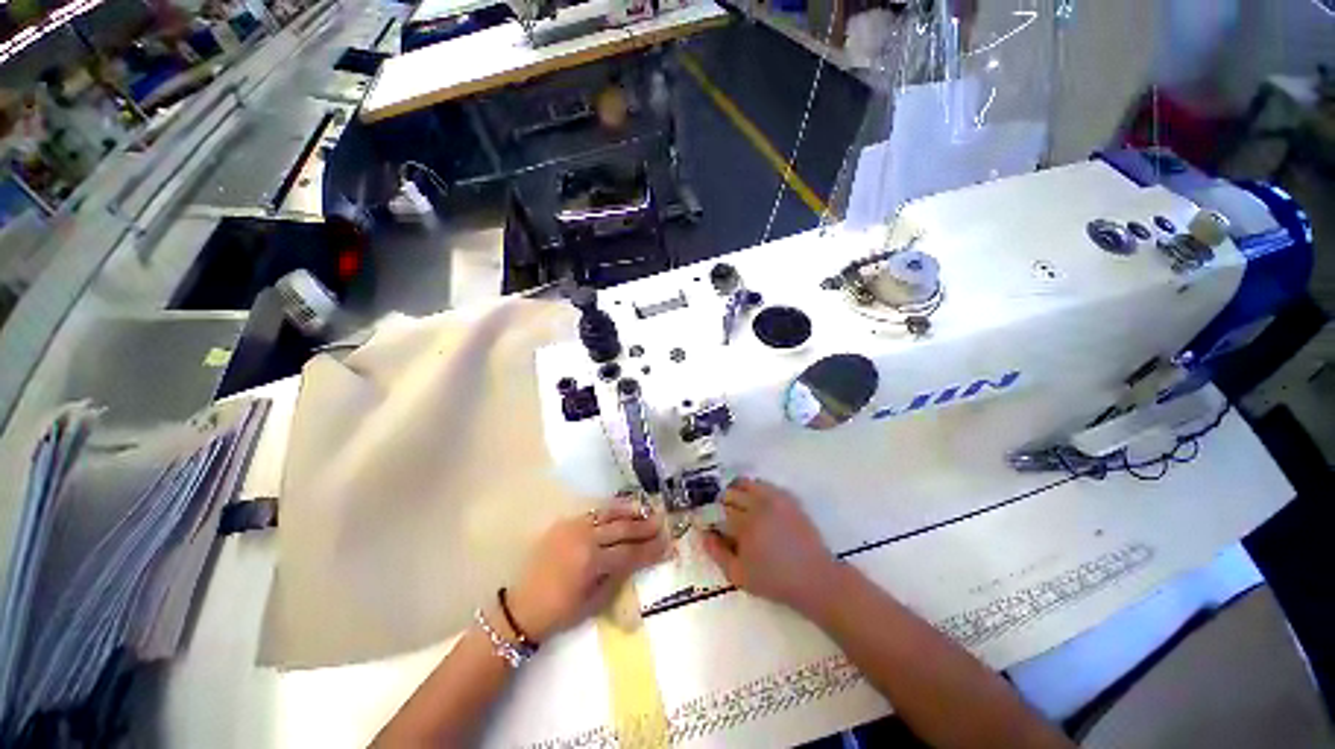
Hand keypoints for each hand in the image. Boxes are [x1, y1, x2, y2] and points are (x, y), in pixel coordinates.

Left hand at [508, 500, 667, 641]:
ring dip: (631, 513)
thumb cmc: (561, 611)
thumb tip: (640, 560)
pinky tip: (624, 508)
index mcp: (592, 563)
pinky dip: (612, 509)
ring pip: (610, 515)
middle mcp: (586, 539)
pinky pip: (594, 511)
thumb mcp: (595, 603)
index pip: (630, 553)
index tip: (668, 546)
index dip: (651, 550)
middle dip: (646, 528)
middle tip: (663, 524)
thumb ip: (619, 578)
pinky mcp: (567, 522)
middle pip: (623, 530)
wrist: (522, 606)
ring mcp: (575, 527)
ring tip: (648, 511)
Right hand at [701, 478, 841, 617]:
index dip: (711, 514)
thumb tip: (704, 533)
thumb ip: (717, 552)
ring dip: (737, 492)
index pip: (719, 509)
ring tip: (738, 506)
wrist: (815, 578)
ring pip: (746, 483)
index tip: (710, 523)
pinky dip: (755, 490)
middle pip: (730, 493)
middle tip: (723, 516)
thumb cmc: (774, 580)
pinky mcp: (788, 498)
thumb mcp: (738, 575)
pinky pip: (764, 485)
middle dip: (722, 502)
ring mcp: (775, 499)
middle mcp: (758, 506)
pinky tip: (756, 504)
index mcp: (745, 524)